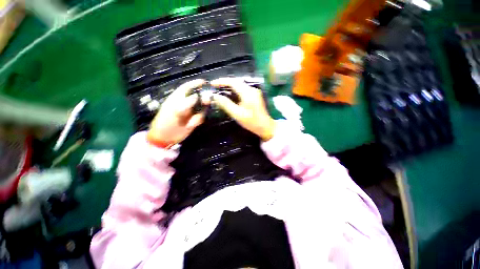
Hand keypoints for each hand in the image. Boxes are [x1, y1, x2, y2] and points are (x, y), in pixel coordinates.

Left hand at [147, 79, 205, 145]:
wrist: (165, 138)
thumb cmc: (166, 123)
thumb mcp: (174, 111)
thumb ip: (186, 103)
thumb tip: (197, 96)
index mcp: (177, 98)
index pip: (187, 88)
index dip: (195, 84)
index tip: (204, 82)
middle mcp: (185, 103)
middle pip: (197, 97)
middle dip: (203, 98)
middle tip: (207, 101)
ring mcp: (191, 112)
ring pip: (201, 107)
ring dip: (202, 110)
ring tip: (196, 117)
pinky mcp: (194, 119)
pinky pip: (201, 116)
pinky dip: (200, 119)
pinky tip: (192, 124)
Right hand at [211, 78, 275, 140]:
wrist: (265, 126)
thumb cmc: (251, 122)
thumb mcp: (237, 114)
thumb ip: (226, 104)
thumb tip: (215, 96)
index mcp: (248, 93)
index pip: (233, 82)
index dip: (222, 81)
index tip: (212, 84)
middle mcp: (252, 89)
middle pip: (236, 82)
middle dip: (225, 83)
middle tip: (215, 86)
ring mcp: (254, 92)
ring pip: (239, 85)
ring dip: (229, 86)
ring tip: (220, 89)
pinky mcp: (255, 95)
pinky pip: (242, 89)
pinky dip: (235, 90)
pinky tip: (230, 94)